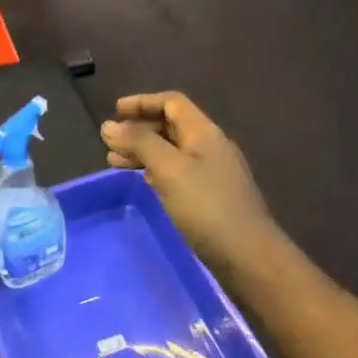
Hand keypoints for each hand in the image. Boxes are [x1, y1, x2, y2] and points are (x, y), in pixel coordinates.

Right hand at [101, 92, 281, 273]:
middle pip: (171, 125)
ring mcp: (213, 172)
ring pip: (172, 150)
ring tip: (114, 163)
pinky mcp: (211, 196)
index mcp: (204, 132)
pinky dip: (155, 170)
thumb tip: (109, 125)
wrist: (248, 256)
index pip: (172, 103)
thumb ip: (139, 143)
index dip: (142, 102)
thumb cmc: (207, 207)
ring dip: (143, 151)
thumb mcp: (169, 169)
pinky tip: (143, 181)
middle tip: (109, 142)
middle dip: (139, 129)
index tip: (114, 112)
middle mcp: (210, 146)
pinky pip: (178, 171)